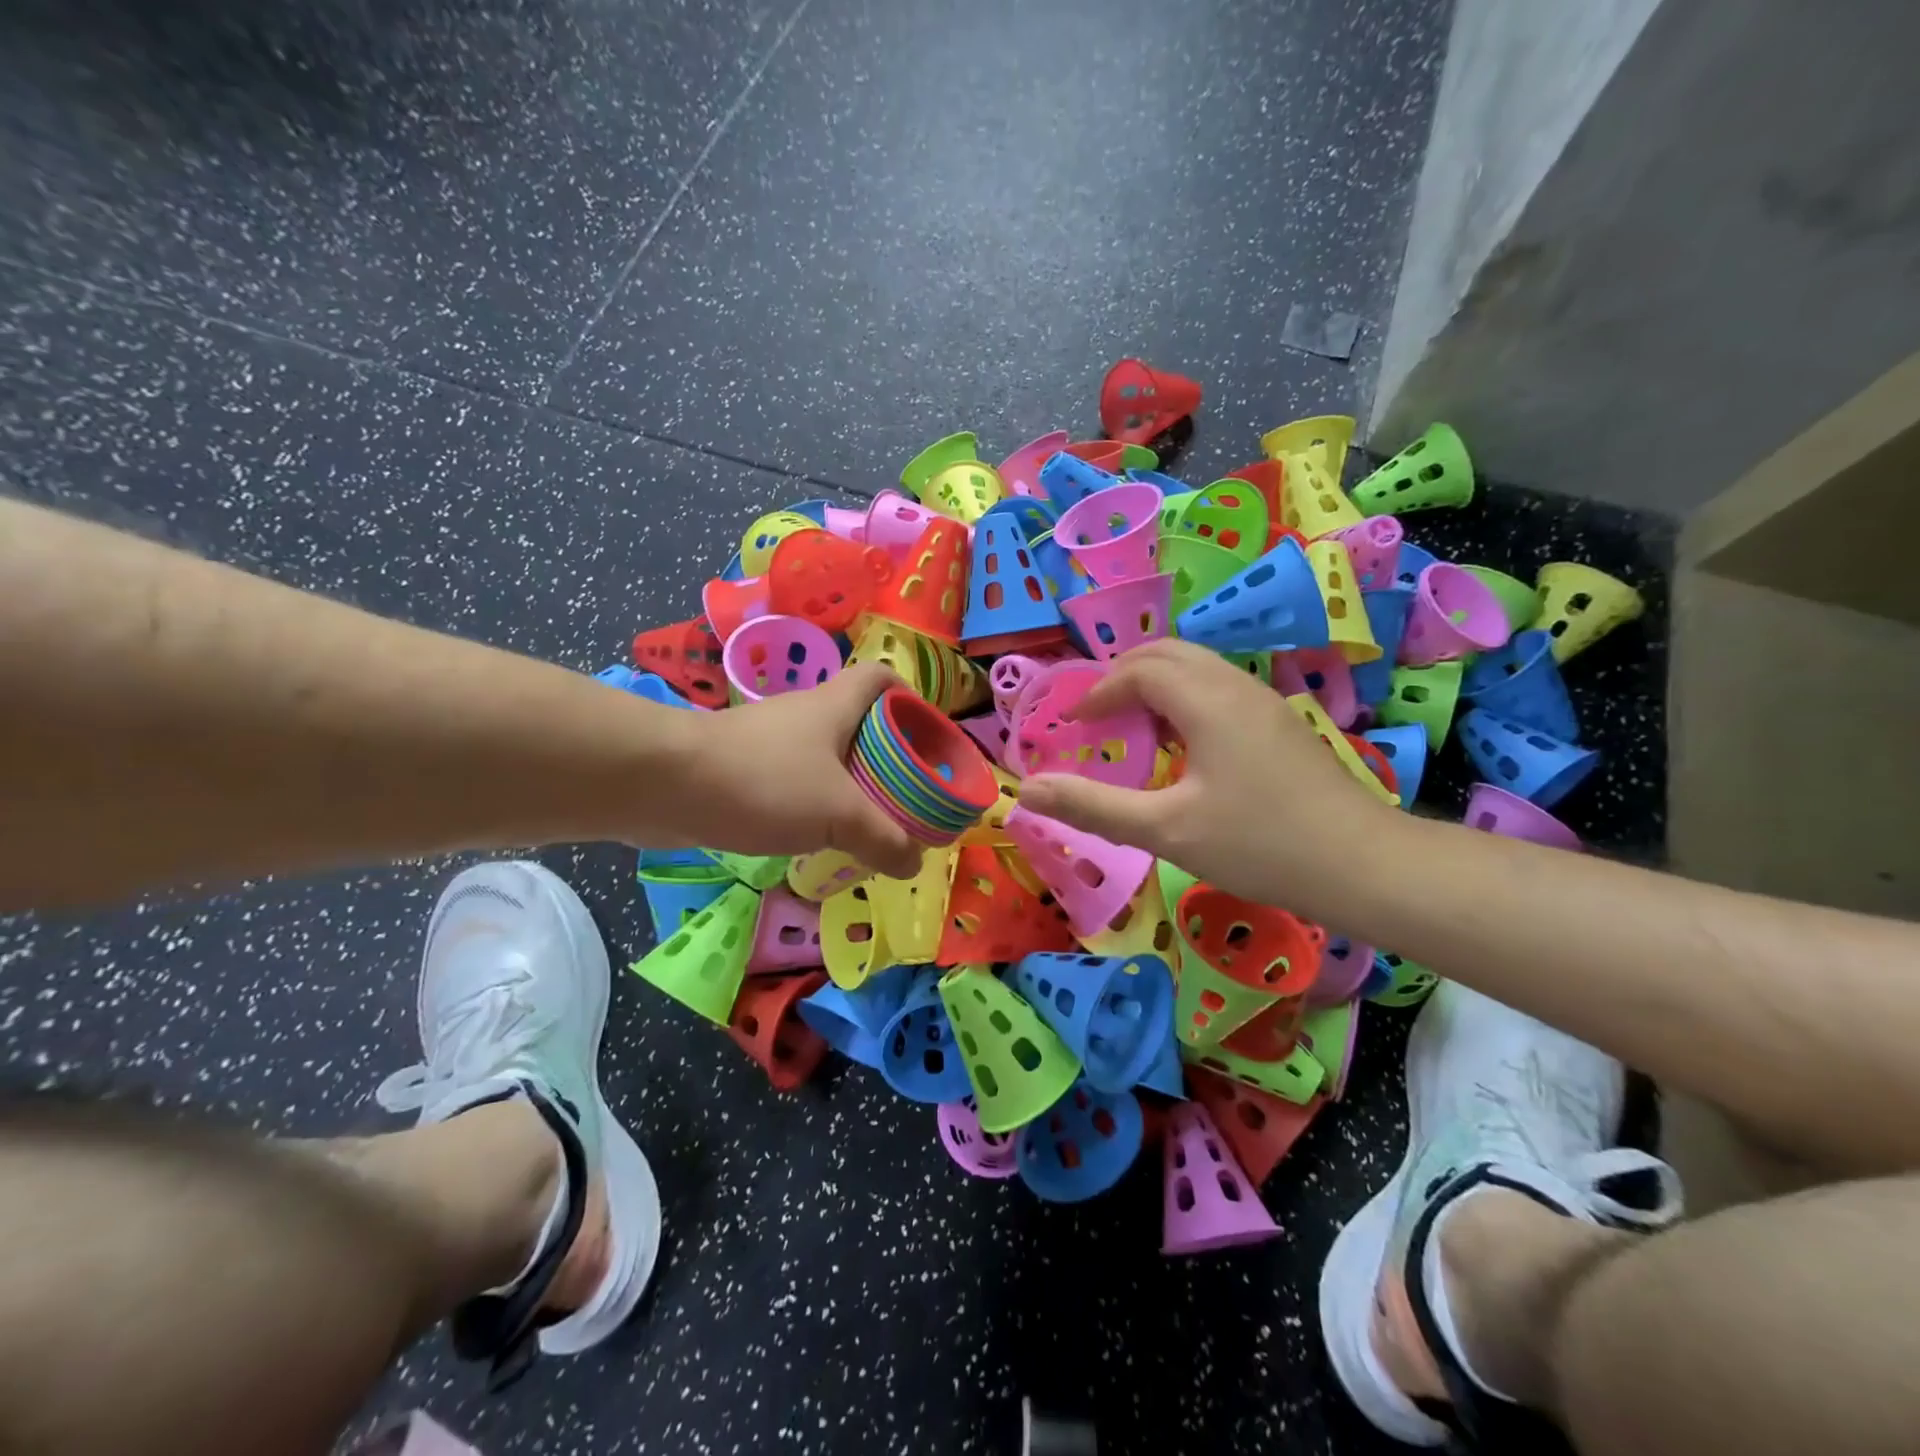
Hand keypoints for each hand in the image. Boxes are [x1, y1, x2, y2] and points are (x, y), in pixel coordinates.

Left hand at [678, 663, 921, 878]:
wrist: (664, 784)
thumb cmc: (765, 781)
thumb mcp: (840, 814)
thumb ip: (884, 838)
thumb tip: (914, 861)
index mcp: (837, 707)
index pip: (883, 678)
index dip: (911, 699)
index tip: (927, 738)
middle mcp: (807, 716)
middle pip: (860, 723)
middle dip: (887, 757)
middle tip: (906, 797)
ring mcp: (772, 742)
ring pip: (826, 758)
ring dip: (850, 787)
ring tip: (870, 827)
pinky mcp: (744, 770)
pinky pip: (794, 783)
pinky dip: (813, 806)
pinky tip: (818, 840)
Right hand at [1016, 640, 1398, 909]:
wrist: (1364, 866)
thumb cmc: (1259, 844)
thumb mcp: (1166, 830)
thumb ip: (1094, 807)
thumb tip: (1028, 790)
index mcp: (1207, 700)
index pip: (1140, 669)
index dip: (1099, 690)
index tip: (1074, 724)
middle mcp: (1236, 687)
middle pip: (1169, 652)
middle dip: (1123, 674)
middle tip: (1096, 715)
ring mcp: (1265, 702)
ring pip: (1198, 668)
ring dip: (1155, 684)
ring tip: (1131, 726)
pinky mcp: (1280, 724)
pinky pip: (1218, 689)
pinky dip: (1183, 698)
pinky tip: (1181, 746)